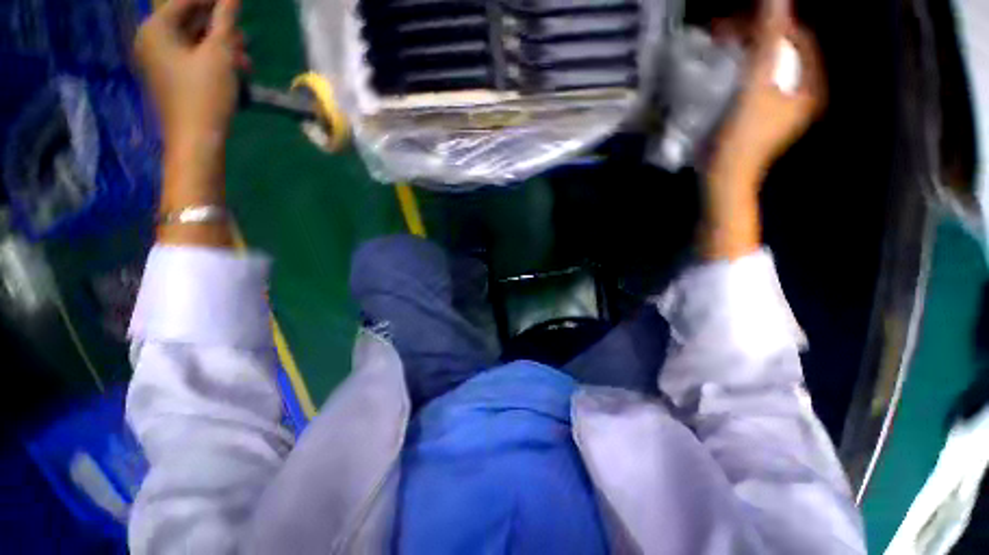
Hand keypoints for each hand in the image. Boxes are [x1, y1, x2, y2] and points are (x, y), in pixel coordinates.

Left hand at [136, 0, 248, 246]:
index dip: (214, 1)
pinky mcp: (170, 76)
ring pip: (194, 39)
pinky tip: (234, 69)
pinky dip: (213, 58)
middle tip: (243, 35)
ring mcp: (159, 59)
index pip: (186, 1)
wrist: (197, 140)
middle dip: (219, 26)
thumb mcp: (220, 53)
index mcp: (156, 28)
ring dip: (221, 45)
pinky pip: (192, 56)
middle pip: (189, 19)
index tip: (236, 6)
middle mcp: (152, 39)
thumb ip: (225, 20)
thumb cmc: (206, 94)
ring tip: (244, 59)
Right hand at [701, 0, 825, 259]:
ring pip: (761, 66)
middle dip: (753, 36)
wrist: (723, 177)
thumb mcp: (756, 87)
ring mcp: (774, 104)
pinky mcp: (753, 113)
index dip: (772, 22)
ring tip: (718, 44)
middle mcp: (796, 92)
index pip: (796, 38)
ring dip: (741, 52)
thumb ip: (768, 42)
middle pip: (778, 51)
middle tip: (724, 29)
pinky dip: (735, 70)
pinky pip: (748, 81)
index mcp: (808, 85)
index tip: (743, 17)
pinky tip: (719, 67)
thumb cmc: (743, 136)